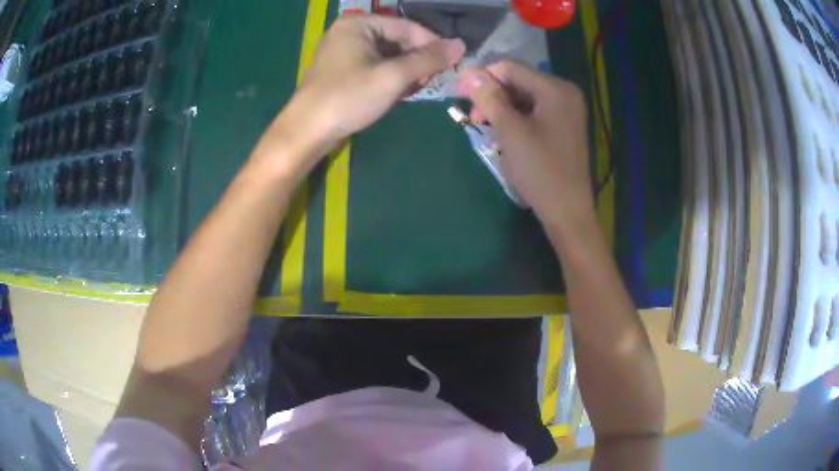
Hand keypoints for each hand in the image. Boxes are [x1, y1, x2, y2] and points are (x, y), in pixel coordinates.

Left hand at [271, 16, 463, 160]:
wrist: (307, 131)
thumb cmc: (348, 98)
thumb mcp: (393, 76)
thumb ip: (428, 59)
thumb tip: (460, 45)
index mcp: (359, 24)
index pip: (407, 26)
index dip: (432, 43)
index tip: (452, 63)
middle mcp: (351, 31)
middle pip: (397, 39)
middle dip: (417, 59)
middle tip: (431, 80)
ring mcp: (344, 50)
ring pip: (388, 54)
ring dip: (406, 70)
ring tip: (415, 88)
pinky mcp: (342, 69)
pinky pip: (375, 65)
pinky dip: (390, 77)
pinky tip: (397, 92)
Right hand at [458, 61, 592, 228]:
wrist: (567, 212)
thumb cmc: (540, 170)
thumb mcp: (510, 131)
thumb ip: (490, 97)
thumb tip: (468, 72)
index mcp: (555, 89)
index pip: (511, 68)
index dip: (482, 76)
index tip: (460, 94)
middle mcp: (565, 93)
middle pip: (519, 81)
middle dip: (493, 94)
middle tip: (473, 117)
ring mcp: (567, 110)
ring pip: (524, 97)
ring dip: (502, 107)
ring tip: (485, 127)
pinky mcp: (564, 127)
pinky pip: (534, 112)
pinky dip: (516, 118)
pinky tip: (504, 133)